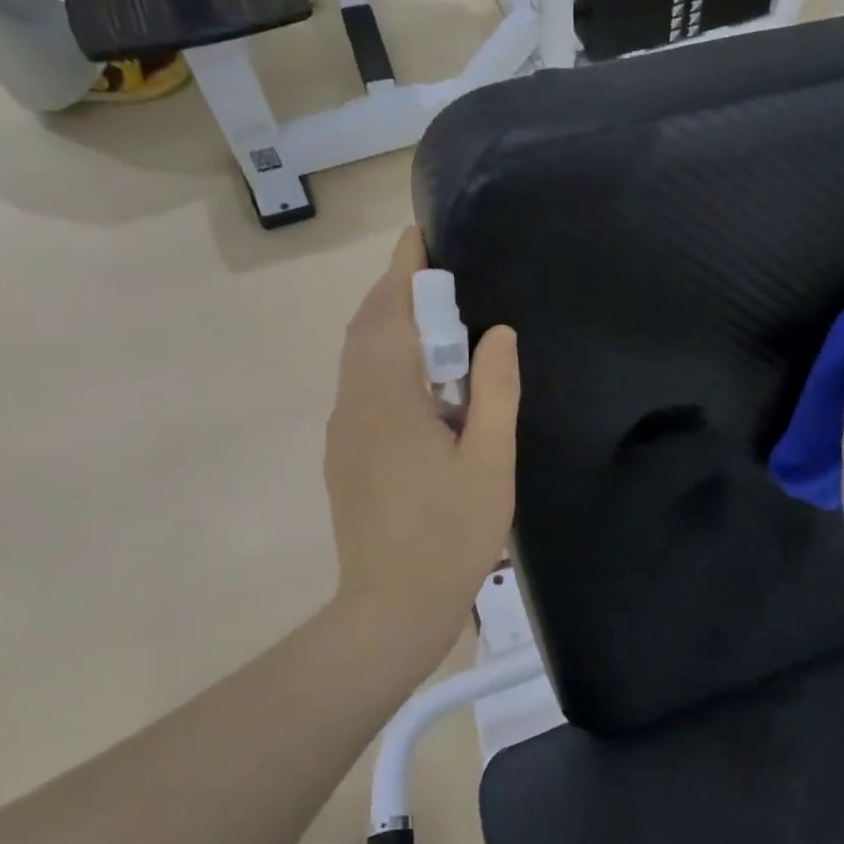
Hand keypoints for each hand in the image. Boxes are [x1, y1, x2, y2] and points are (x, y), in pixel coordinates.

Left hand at [326, 228, 519, 670]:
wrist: (391, 608)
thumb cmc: (450, 534)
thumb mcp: (489, 461)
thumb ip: (494, 391)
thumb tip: (498, 334)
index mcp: (389, 400)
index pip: (390, 314)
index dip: (404, 271)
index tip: (420, 236)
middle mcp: (355, 405)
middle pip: (368, 330)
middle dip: (398, 294)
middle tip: (441, 277)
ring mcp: (345, 432)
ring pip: (360, 360)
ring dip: (392, 329)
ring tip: (437, 323)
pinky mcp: (346, 456)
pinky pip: (363, 389)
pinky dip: (388, 363)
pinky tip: (424, 384)